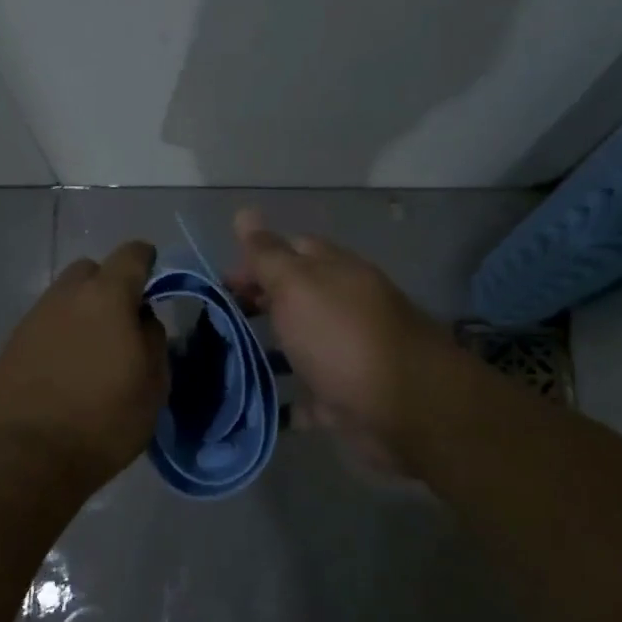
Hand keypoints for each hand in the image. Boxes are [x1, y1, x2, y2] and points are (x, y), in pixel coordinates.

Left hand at [0, 240, 167, 484]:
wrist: (27, 457)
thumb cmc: (104, 421)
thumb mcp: (153, 385)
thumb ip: (153, 340)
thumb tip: (142, 320)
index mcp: (106, 298)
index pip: (131, 255)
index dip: (145, 260)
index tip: (153, 277)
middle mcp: (65, 297)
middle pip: (90, 271)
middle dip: (108, 285)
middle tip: (122, 321)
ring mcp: (33, 319)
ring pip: (64, 298)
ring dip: (82, 311)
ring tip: (93, 351)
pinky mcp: (11, 345)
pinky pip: (44, 324)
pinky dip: (60, 334)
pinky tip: (66, 369)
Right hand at [227, 208, 455, 472]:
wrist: (404, 409)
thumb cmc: (342, 338)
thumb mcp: (298, 285)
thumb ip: (269, 255)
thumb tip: (244, 212)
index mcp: (335, 272)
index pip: (291, 250)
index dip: (255, 261)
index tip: (220, 284)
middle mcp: (344, 308)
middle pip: (295, 299)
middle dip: (258, 305)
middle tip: (217, 324)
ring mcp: (346, 355)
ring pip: (300, 346)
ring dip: (267, 352)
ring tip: (225, 363)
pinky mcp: (344, 399)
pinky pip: (307, 397)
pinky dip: (284, 401)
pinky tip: (255, 406)